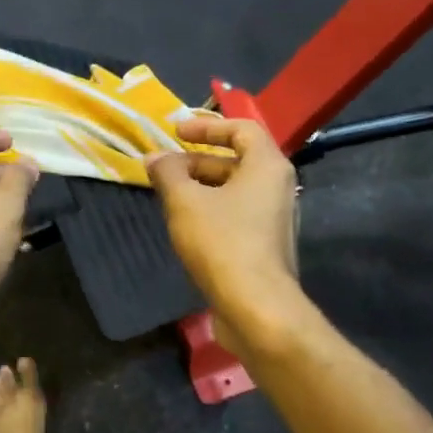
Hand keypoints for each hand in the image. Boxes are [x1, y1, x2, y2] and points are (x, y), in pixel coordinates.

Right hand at [145, 118, 298, 321]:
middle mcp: (277, 187)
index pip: (241, 129)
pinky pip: (235, 215)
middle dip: (195, 161)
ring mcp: (273, 219)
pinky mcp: (264, 246)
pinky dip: (209, 210)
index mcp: (267, 166)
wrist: (256, 306)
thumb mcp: (185, 201)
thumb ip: (168, 173)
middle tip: (162, 168)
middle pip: (235, 160)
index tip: (175, 131)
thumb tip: (155, 158)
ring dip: (199, 187)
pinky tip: (183, 225)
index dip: (207, 125)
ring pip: (233, 190)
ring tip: (166, 195)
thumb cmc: (222, 242)